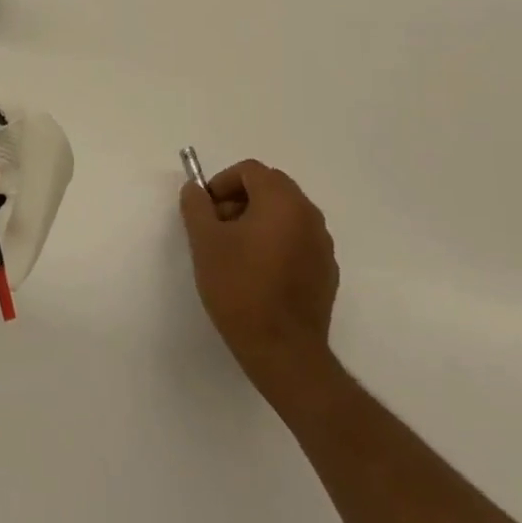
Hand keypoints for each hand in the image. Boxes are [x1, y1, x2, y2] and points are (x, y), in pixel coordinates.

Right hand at [180, 160, 338, 397]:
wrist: (283, 351)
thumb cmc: (240, 288)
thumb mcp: (205, 242)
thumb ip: (197, 206)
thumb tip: (195, 190)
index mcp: (282, 201)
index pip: (251, 171)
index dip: (222, 183)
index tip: (206, 209)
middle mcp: (309, 215)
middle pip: (271, 188)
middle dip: (240, 200)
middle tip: (217, 228)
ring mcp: (322, 244)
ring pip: (285, 214)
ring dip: (258, 220)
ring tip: (235, 253)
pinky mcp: (326, 271)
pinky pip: (298, 240)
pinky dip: (276, 243)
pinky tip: (258, 274)